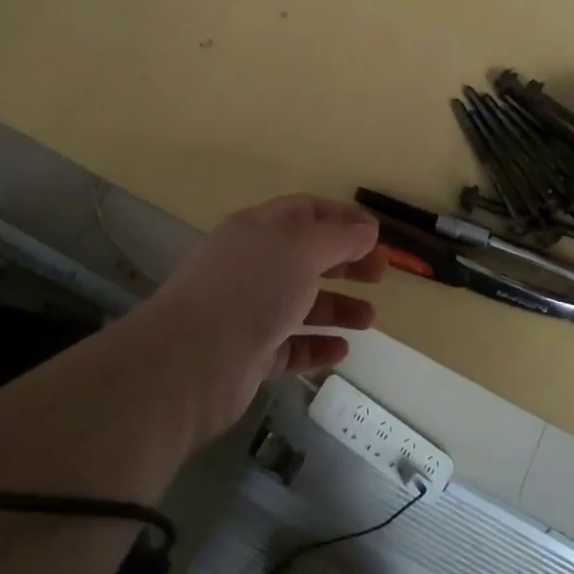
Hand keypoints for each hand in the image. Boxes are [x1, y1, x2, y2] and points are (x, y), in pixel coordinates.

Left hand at [123, 195, 383, 442]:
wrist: (192, 361)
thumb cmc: (252, 290)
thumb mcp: (303, 249)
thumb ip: (340, 237)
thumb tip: (367, 229)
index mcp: (259, 229)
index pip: (306, 211)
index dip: (343, 218)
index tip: (378, 235)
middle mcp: (252, 265)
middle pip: (306, 256)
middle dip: (346, 262)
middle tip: (381, 275)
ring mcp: (248, 310)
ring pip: (300, 303)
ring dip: (337, 307)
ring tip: (370, 318)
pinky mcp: (248, 353)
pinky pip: (290, 345)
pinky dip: (316, 346)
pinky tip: (341, 351)